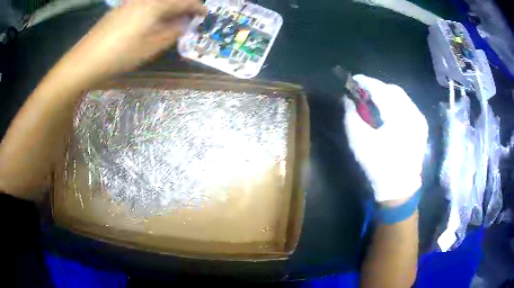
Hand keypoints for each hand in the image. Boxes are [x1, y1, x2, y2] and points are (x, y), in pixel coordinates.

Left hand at [75, 0, 206, 75]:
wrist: (86, 58)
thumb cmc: (121, 53)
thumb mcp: (152, 46)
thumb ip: (173, 32)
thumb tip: (185, 23)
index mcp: (156, 4)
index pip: (185, 1)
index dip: (197, 7)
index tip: (205, 14)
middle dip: (183, 6)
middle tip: (188, 17)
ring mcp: (131, 2)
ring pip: (158, 1)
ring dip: (168, 7)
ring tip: (171, 19)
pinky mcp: (121, 8)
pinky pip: (145, 4)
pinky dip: (155, 9)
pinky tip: (151, 20)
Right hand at [343, 75, 427, 202]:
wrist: (399, 189)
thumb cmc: (379, 166)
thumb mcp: (359, 141)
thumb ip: (351, 116)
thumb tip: (346, 100)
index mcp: (399, 116)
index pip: (381, 90)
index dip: (366, 82)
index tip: (353, 79)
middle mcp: (413, 113)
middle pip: (393, 90)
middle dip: (377, 87)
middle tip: (363, 91)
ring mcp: (419, 120)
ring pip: (402, 97)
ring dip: (386, 95)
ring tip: (373, 100)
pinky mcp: (421, 127)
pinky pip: (407, 106)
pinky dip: (395, 104)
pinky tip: (387, 111)